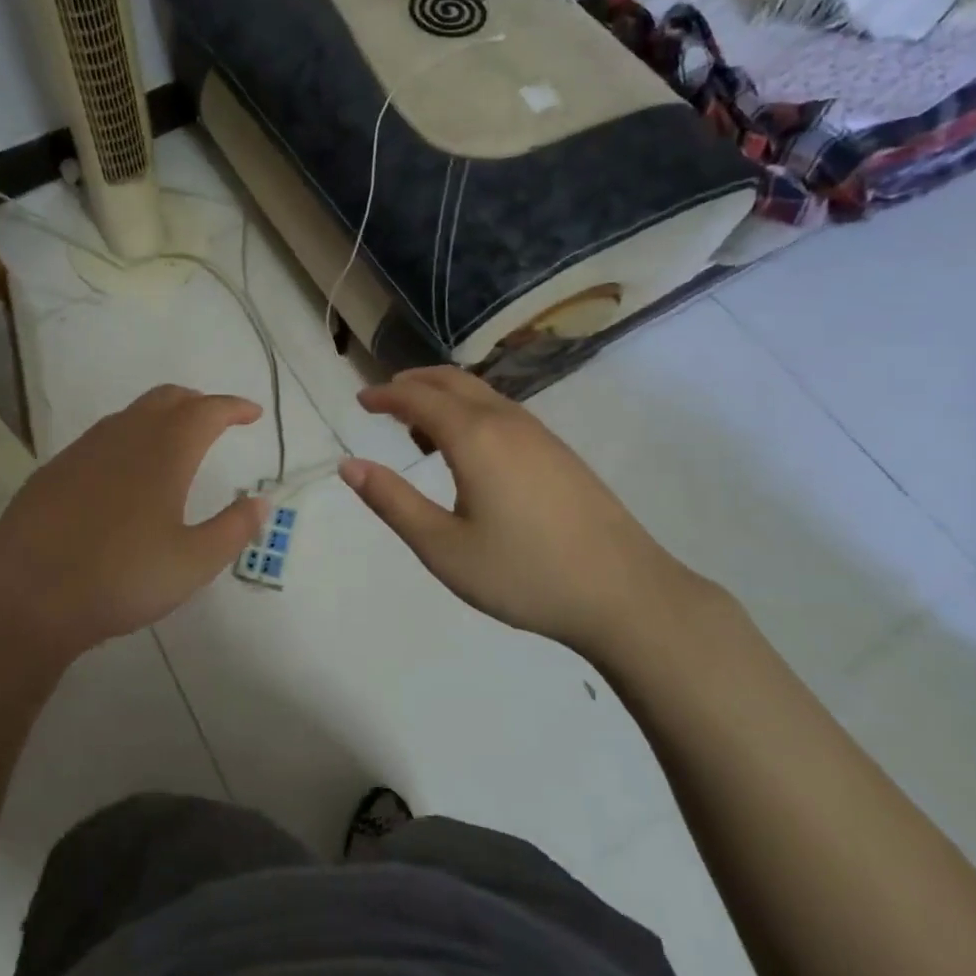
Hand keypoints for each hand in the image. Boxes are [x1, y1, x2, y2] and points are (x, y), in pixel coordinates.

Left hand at [0, 385, 266, 667]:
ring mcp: (85, 449)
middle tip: (217, 420)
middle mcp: (125, 436)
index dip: (234, 407)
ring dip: (161, 416)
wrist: (25, 597)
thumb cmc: (121, 578)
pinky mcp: (55, 469)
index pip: (208, 410)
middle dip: (198, 402)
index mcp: (165, 451)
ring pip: (132, 414)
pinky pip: (103, 437)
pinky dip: (129, 437)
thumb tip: (262, 501)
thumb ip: (234, 529)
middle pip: (168, 398)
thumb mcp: (193, 563)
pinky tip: (125, 473)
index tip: (253, 414)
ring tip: (175, 443)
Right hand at [339, 368, 693, 657]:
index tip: (360, 399)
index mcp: (474, 437)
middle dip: (413, 384)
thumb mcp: (443, 547)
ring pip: (481, 394)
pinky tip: (470, 450)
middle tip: (384, 400)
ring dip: (444, 396)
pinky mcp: (560, 452)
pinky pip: (503, 411)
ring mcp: (539, 434)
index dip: (385, 394)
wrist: (625, 593)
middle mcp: (506, 421)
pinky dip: (471, 411)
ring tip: (419, 428)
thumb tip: (350, 466)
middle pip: (452, 381)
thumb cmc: (524, 573)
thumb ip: (393, 502)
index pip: (418, 397)